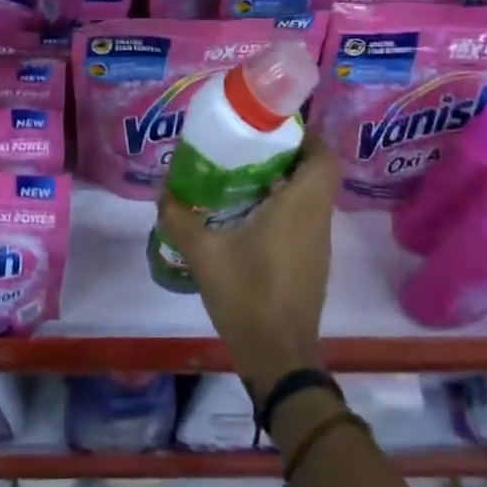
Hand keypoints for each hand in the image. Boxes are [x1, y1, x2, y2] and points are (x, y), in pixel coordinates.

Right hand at [155, 138, 340, 396]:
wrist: (279, 357)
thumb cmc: (247, 297)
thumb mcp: (204, 255)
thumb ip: (180, 218)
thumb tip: (163, 191)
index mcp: (299, 207)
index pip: (323, 157)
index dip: (306, 136)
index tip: (273, 128)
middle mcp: (316, 220)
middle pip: (316, 173)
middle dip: (287, 154)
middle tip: (248, 147)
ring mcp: (318, 244)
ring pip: (311, 197)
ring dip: (285, 182)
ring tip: (242, 176)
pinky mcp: (312, 263)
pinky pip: (305, 220)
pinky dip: (284, 208)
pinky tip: (248, 216)